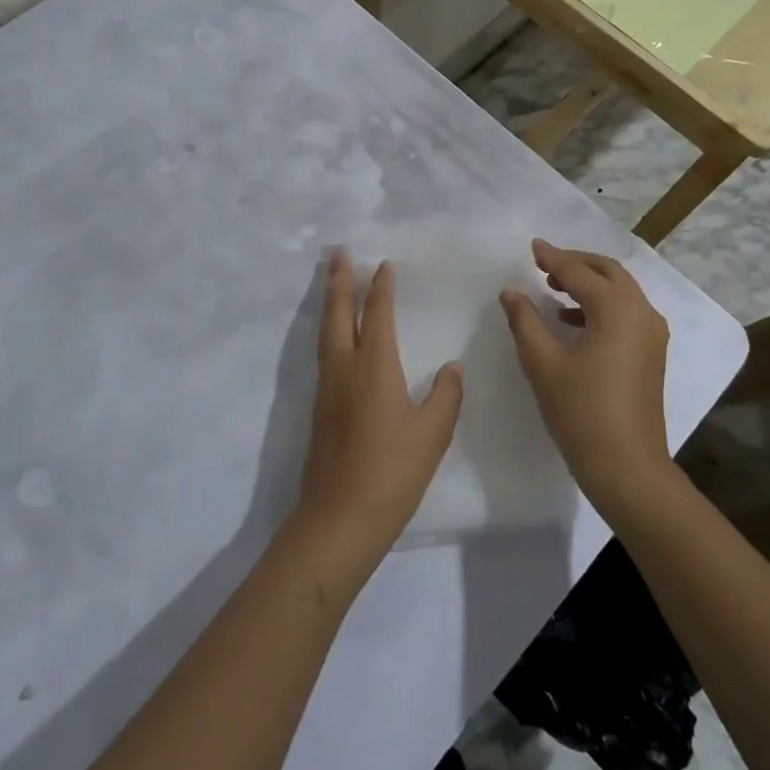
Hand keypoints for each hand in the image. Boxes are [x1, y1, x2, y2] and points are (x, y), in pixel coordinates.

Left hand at [294, 250, 462, 565]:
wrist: (339, 517)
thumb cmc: (392, 473)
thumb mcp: (432, 435)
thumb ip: (444, 395)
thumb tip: (451, 367)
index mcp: (374, 368)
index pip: (376, 315)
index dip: (380, 288)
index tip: (383, 264)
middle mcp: (344, 368)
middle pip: (337, 313)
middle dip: (338, 280)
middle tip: (337, 252)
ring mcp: (326, 388)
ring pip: (324, 332)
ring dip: (328, 302)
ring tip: (332, 282)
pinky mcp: (318, 408)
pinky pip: (322, 354)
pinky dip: (328, 331)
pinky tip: (335, 338)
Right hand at [499, 239, 673, 517]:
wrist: (627, 467)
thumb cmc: (580, 412)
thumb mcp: (543, 363)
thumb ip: (525, 320)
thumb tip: (511, 292)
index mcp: (617, 310)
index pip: (580, 272)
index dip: (553, 258)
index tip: (532, 247)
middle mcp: (642, 313)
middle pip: (609, 272)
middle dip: (577, 263)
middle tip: (544, 263)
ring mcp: (652, 334)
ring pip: (621, 291)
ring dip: (589, 283)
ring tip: (553, 287)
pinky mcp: (652, 353)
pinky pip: (626, 312)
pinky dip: (601, 305)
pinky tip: (572, 320)